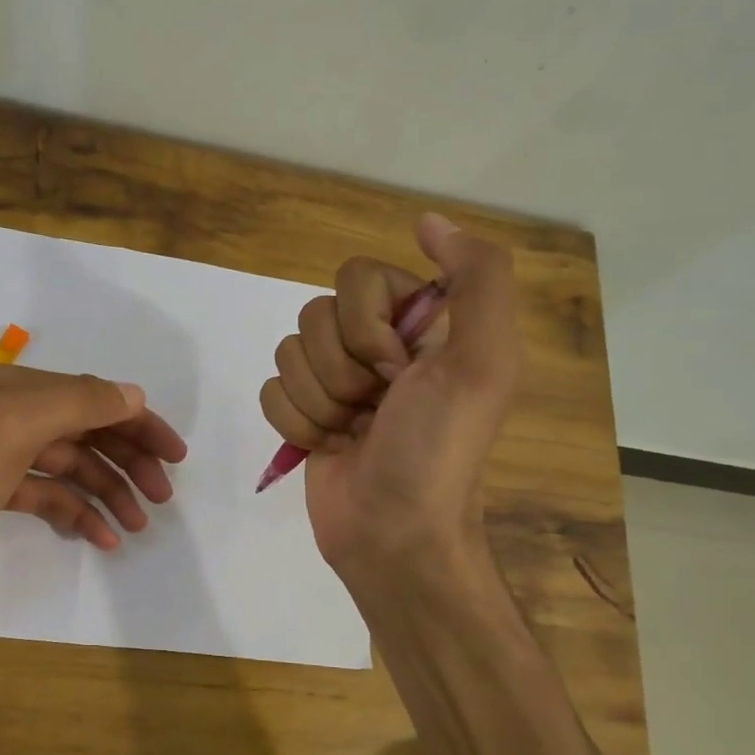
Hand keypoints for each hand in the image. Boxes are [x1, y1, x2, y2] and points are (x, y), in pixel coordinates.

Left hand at [0, 363, 186, 614]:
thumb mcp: (14, 432)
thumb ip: (77, 404)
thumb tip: (132, 395)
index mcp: (17, 392)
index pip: (94, 399)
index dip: (138, 423)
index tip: (175, 457)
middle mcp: (12, 416)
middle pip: (87, 432)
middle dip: (128, 462)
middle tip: (160, 498)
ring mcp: (2, 456)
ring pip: (72, 467)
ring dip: (107, 492)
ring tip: (136, 526)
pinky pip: (50, 495)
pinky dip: (77, 512)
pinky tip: (99, 537)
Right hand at [259, 213, 521, 588]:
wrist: (394, 534)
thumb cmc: (437, 449)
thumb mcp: (483, 361)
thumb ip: (476, 279)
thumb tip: (429, 220)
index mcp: (419, 324)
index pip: (357, 276)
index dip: (367, 326)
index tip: (398, 370)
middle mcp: (376, 345)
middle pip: (315, 315)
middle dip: (341, 372)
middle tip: (376, 409)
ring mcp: (336, 381)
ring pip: (289, 353)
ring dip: (320, 403)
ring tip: (353, 434)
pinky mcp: (304, 414)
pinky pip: (271, 390)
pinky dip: (296, 424)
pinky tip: (327, 447)